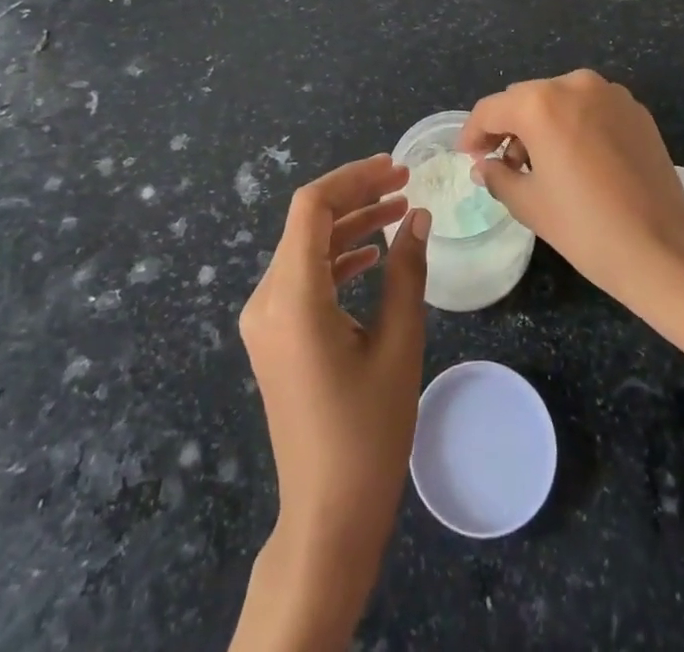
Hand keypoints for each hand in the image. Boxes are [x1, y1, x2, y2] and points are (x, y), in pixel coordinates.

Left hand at [233, 154, 429, 650]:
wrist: (328, 515)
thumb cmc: (368, 432)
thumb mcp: (398, 344)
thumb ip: (406, 270)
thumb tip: (418, 216)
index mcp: (292, 298)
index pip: (312, 208)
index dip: (354, 178)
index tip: (396, 168)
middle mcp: (266, 300)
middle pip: (307, 223)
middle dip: (357, 196)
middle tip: (405, 183)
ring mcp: (265, 320)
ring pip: (306, 248)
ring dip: (350, 225)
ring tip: (399, 210)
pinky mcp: (274, 336)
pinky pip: (302, 277)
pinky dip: (337, 257)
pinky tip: (373, 254)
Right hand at [460, 69, 683, 314]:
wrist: (664, 248)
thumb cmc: (586, 227)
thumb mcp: (530, 204)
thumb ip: (498, 175)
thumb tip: (485, 165)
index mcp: (541, 103)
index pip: (492, 108)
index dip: (473, 132)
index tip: (468, 156)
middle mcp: (574, 85)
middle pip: (526, 99)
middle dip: (509, 127)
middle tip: (502, 163)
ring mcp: (610, 93)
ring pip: (559, 100)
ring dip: (543, 124)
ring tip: (541, 164)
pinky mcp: (635, 109)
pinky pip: (590, 108)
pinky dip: (574, 125)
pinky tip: (577, 160)